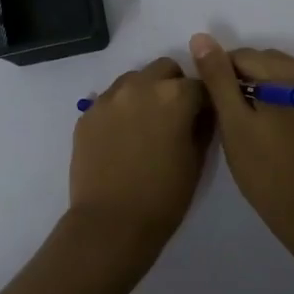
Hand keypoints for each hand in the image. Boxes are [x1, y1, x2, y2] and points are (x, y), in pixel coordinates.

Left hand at [66, 57, 212, 275]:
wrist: (110, 224)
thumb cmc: (164, 197)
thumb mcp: (197, 161)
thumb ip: (203, 126)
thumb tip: (202, 112)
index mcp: (175, 96)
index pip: (201, 84)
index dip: (205, 101)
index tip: (204, 117)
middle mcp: (141, 86)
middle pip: (165, 69)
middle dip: (175, 86)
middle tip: (175, 116)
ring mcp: (110, 97)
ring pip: (135, 78)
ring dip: (146, 92)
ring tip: (145, 124)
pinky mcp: (88, 113)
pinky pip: (111, 99)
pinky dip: (121, 108)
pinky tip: (122, 136)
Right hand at [189, 33, 293, 236]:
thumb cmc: (267, 171)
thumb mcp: (235, 123)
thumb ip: (218, 78)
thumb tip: (201, 37)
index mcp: (289, 74)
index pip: (242, 56)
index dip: (219, 75)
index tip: (209, 103)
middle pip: (264, 62)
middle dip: (240, 79)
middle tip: (224, 115)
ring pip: (279, 77)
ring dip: (258, 88)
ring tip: (242, 122)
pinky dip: (275, 100)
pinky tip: (265, 127)